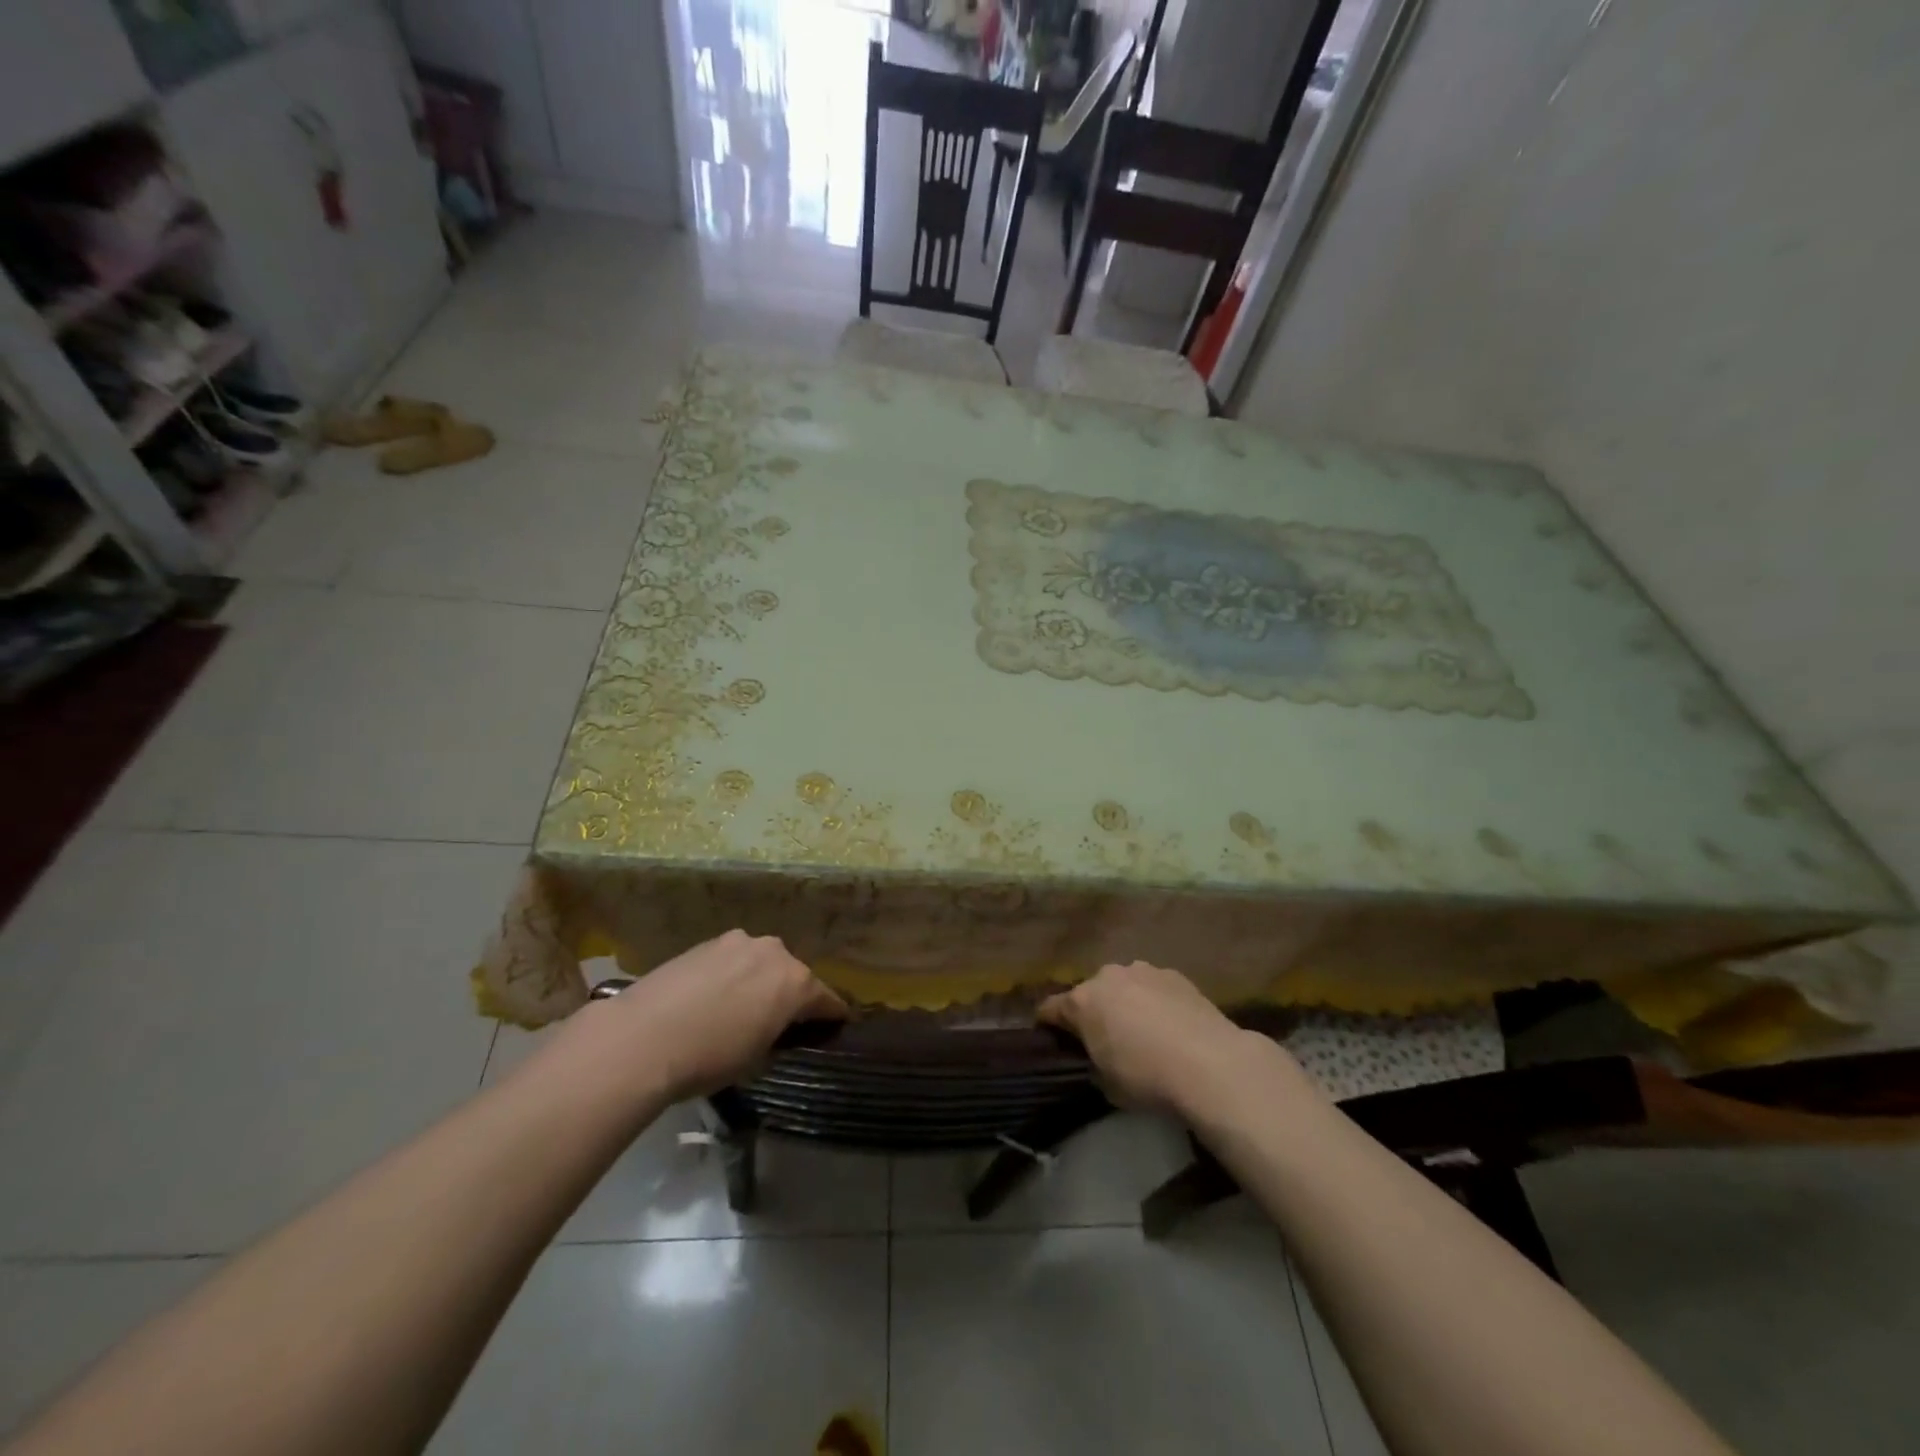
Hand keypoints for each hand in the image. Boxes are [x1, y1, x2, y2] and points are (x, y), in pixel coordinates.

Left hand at [554, 931, 847, 1103]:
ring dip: (759, 981)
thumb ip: (777, 1037)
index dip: (832, 1017)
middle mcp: (774, 953)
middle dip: (791, 995)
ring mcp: (738, 942)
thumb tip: (777, 1030)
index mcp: (796, 982)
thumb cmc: (709, 1057)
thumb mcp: (756, 1059)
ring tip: (741, 1008)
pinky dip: (731, 975)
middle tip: (779, 1022)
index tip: (834, 1027)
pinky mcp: (706, 942)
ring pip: (760, 963)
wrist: (642, 1037)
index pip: (827, 1000)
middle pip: (793, 975)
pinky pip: (731, 960)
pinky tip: (712, 998)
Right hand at [1038, 961, 1267, 1113]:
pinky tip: (1170, 1025)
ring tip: (1142, 1031)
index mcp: (1082, 1002)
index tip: (1051, 1038)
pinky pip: (1153, 988)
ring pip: (1123, 986)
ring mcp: (1143, 971)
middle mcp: (1107, 977)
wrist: (1209, 1063)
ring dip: (1125, 1003)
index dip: (1048, 1024)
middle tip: (1105, 1039)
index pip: (1050, 1009)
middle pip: (1090, 993)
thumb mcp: (1107, 1084)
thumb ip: (1094, 1063)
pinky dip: (1154, 1001)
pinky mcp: (1175, 975)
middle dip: (1093, 1012)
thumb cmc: (1147, 1077)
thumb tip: (1098, 1058)